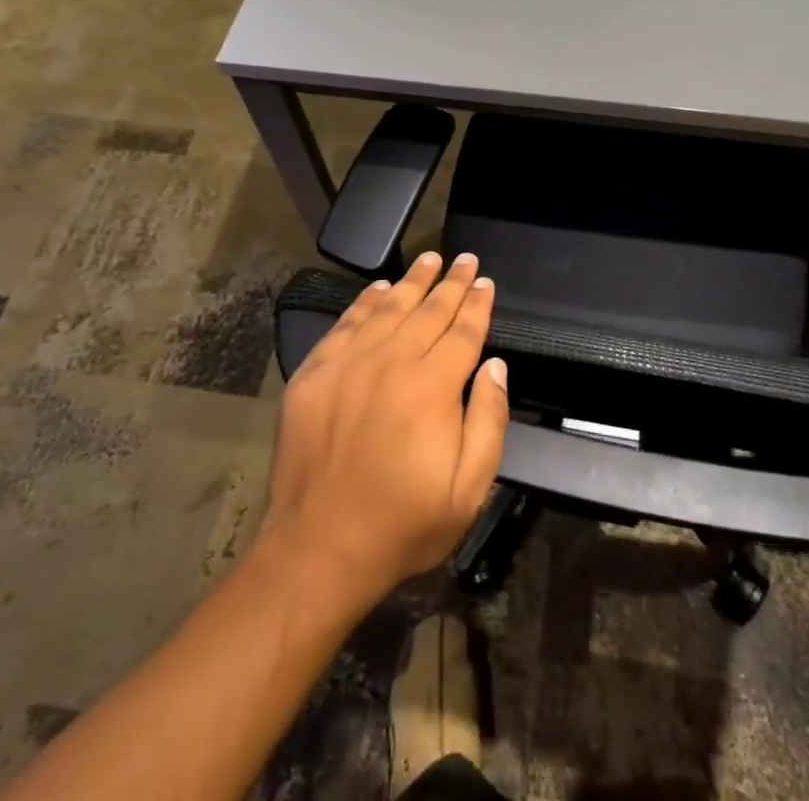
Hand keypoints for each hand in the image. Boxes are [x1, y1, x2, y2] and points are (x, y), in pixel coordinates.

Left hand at [262, 252, 509, 611]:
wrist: (318, 548)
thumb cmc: (402, 524)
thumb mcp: (468, 490)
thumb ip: (489, 422)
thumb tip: (495, 366)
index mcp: (432, 387)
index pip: (462, 332)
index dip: (477, 304)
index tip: (485, 281)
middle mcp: (391, 362)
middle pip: (428, 311)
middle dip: (451, 283)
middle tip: (464, 259)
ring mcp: (348, 364)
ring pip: (388, 308)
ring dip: (411, 282)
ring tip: (429, 259)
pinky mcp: (314, 374)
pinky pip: (345, 324)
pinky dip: (365, 302)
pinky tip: (379, 289)